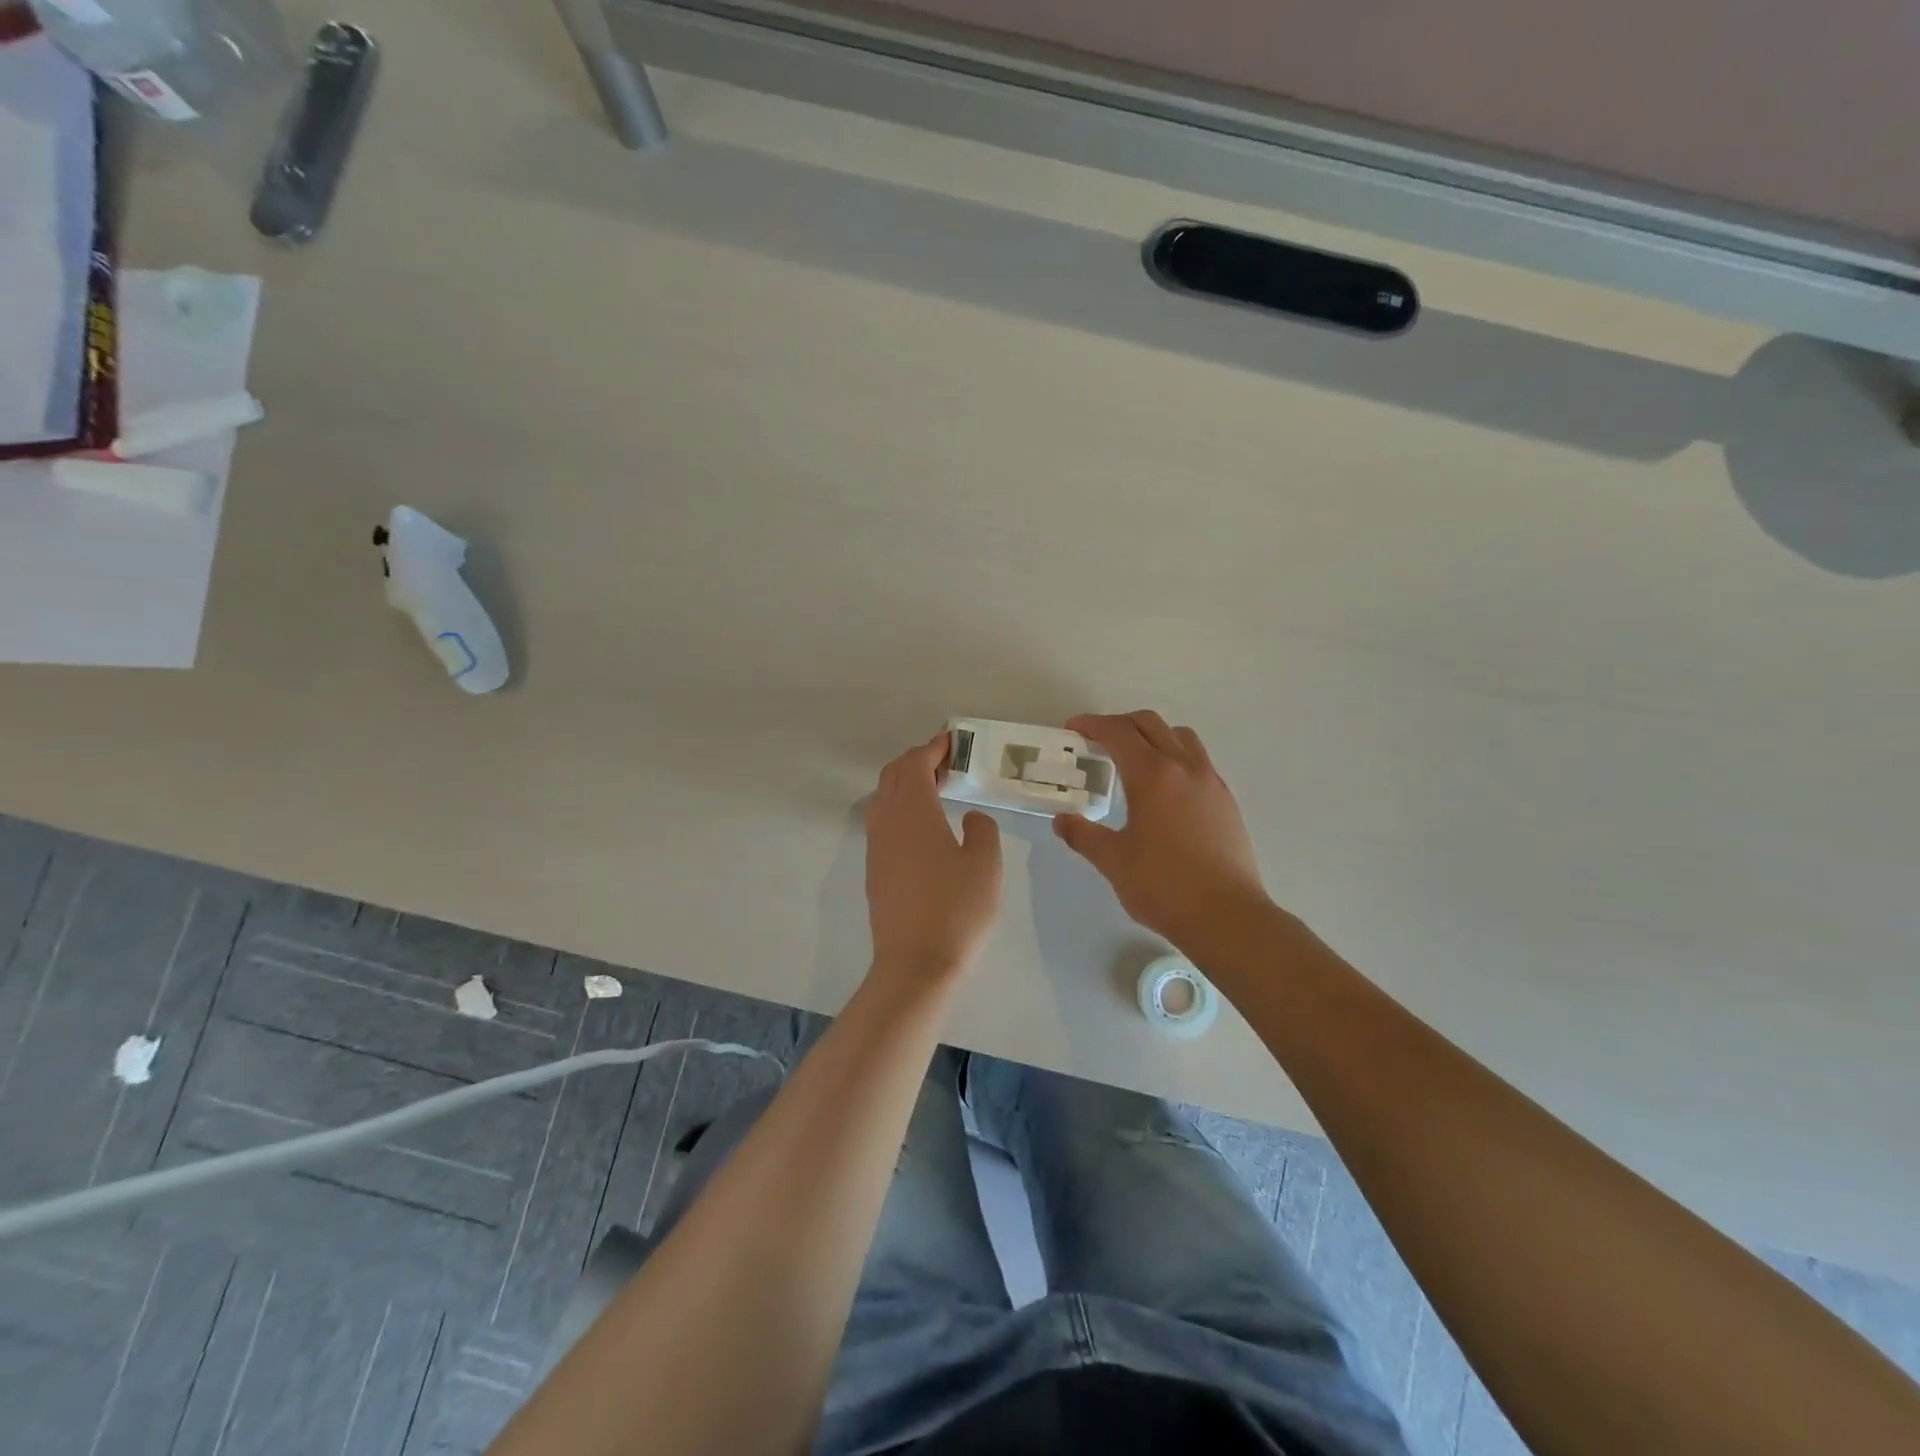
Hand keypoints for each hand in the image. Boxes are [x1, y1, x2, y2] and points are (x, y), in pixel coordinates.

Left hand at [865, 732, 1003, 979]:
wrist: (915, 964)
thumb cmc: (956, 910)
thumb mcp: (986, 864)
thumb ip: (982, 829)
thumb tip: (970, 817)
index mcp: (914, 812)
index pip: (916, 764)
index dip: (933, 748)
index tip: (952, 741)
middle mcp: (887, 821)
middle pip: (894, 775)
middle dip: (918, 760)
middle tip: (947, 763)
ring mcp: (876, 846)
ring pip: (884, 797)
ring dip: (907, 783)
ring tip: (937, 789)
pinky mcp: (874, 869)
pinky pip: (883, 820)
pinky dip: (900, 806)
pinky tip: (923, 825)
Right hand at [1054, 712, 1274, 951]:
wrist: (1227, 917)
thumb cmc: (1164, 886)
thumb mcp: (1113, 861)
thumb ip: (1084, 835)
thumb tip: (1062, 822)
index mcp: (1153, 775)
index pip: (1118, 733)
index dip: (1092, 724)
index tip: (1073, 728)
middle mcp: (1184, 767)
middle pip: (1150, 724)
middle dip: (1120, 724)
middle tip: (1097, 741)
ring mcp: (1211, 782)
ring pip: (1180, 737)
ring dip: (1153, 735)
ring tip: (1134, 759)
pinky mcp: (1226, 801)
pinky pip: (1198, 760)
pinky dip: (1175, 757)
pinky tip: (1164, 789)